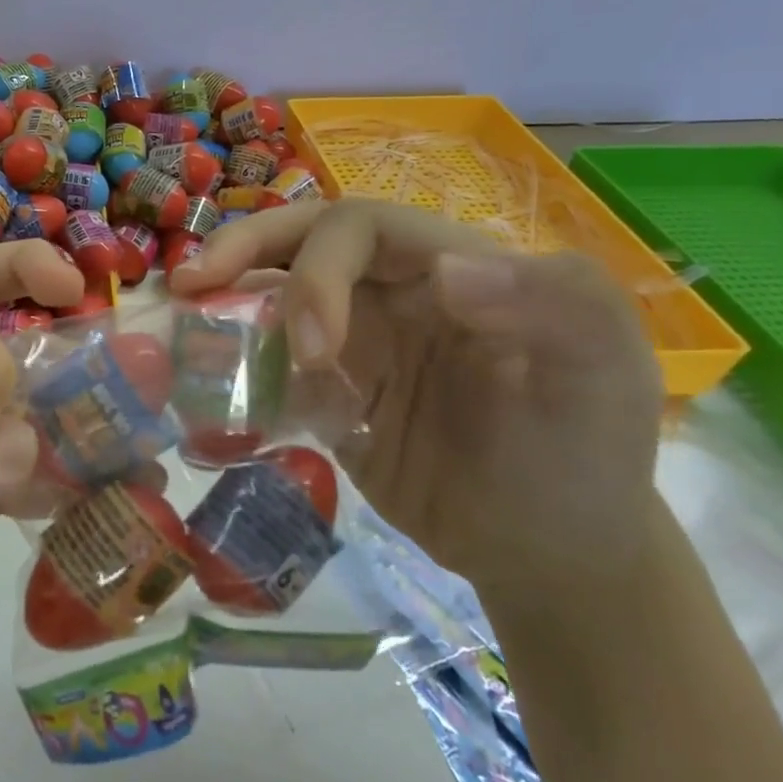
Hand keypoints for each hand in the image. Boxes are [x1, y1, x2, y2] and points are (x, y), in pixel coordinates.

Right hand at [168, 200, 665, 606]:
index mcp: (447, 264)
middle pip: (301, 240)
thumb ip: (557, 308)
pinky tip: (198, 380)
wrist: (547, 554)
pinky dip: (229, 362)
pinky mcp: (326, 392)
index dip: (318, 269)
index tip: (313, 349)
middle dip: (245, 251)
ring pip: (273, 291)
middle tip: (190, 281)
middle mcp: (390, 290)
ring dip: (225, 296)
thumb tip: (448, 271)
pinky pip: (267, 361)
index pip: (359, 226)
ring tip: (177, 315)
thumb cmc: (583, 459)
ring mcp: (354, 341)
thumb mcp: (605, 380)